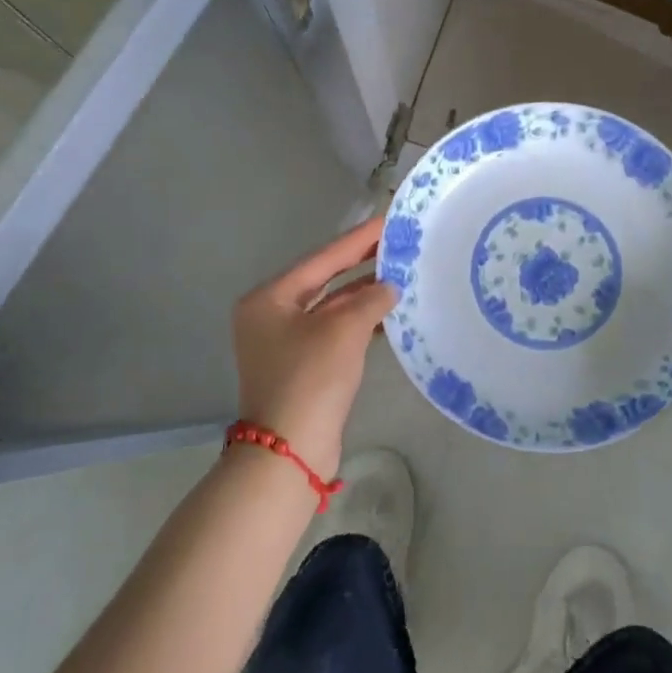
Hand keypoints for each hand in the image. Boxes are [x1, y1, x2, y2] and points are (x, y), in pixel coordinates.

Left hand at [231, 215, 397, 477]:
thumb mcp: (344, 330)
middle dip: (362, 264)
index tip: (388, 221)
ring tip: (401, 275)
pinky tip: (389, 313)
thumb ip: (370, 299)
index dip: (358, 240)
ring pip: (331, 307)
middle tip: (398, 244)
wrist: (289, 451)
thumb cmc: (310, 379)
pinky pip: (334, 331)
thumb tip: (389, 287)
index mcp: (269, 298)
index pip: (322, 258)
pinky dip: (360, 321)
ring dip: (364, 295)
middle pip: (324, 280)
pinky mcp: (301, 365)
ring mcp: (284, 342)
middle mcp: (271, 315)